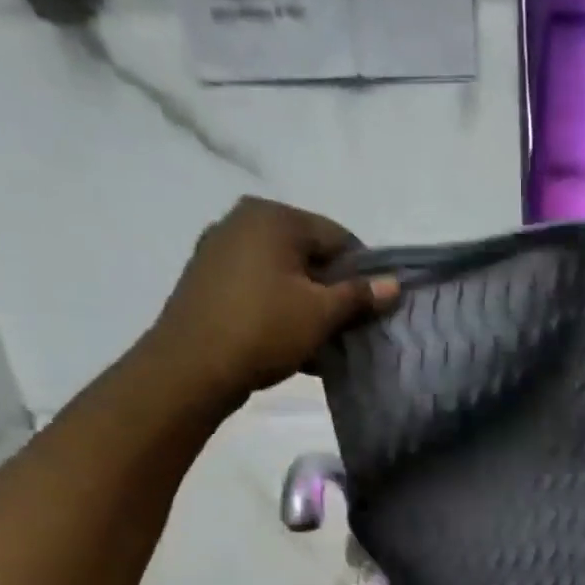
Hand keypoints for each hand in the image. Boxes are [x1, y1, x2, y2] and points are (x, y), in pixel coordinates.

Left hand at [145, 196, 398, 408]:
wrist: (191, 367)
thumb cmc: (264, 329)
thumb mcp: (321, 314)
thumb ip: (359, 295)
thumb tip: (394, 284)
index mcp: (274, 218)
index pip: (338, 237)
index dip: (363, 272)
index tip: (371, 308)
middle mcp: (243, 221)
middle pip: (309, 253)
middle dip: (332, 288)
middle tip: (347, 326)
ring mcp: (219, 249)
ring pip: (283, 272)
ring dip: (307, 302)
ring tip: (320, 338)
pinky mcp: (206, 279)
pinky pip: (258, 286)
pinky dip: (279, 307)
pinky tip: (290, 340)